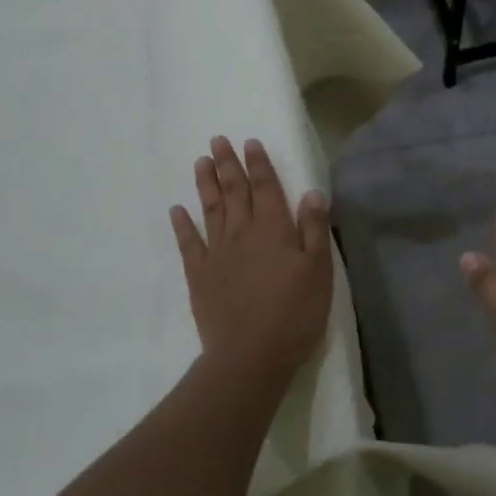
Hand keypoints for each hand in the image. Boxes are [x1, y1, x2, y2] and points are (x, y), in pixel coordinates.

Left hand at [170, 137, 332, 379]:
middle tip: (217, 140)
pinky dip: (182, 225)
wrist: (250, 355)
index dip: (259, 164)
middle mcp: (243, 233)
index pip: (267, 188)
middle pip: (235, 192)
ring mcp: (217, 253)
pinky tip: (177, 209)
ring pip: (211, 210)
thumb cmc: (294, 313)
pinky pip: (189, 243)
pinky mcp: (200, 275)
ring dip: (207, 185)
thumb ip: (314, 229)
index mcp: (274, 230)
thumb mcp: (318, 270)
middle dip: (228, 165)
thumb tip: (312, 192)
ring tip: (201, 162)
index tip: (249, 142)